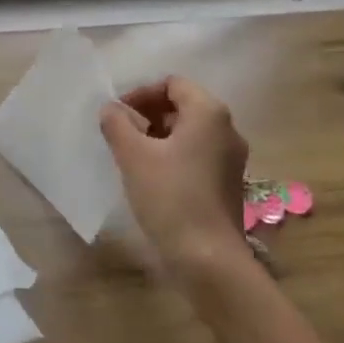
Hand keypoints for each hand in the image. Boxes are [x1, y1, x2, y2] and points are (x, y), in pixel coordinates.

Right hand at [99, 76, 253, 281]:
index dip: (141, 93)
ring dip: (159, 136)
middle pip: (183, 106)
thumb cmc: (170, 197)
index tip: (117, 114)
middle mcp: (227, 129)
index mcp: (208, 113)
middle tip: (121, 134)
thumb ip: (117, 124)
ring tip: (132, 156)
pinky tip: (152, 178)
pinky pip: (198, 155)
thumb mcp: (133, 156)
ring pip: (190, 133)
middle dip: (149, 115)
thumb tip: (111, 109)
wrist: (208, 258)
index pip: (172, 84)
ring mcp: (232, 158)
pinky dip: (174, 156)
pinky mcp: (229, 183)